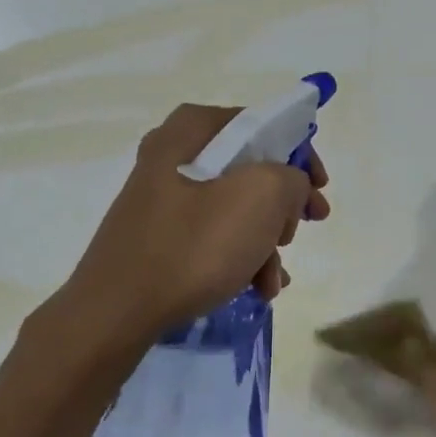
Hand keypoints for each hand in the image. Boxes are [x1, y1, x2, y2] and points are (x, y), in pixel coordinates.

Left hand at [56, 104, 330, 339]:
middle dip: (282, 207)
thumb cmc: (194, 246)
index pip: (262, 124)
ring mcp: (162, 199)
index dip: (300, 153)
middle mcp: (172, 155)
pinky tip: (256, 288)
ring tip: (273, 280)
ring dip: (265, 243)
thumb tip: (289, 186)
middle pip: (250, 169)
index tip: (319, 188)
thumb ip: (291, 177)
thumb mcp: (261, 198)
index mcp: (192, 131)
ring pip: (234, 208)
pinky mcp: (158, 237)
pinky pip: (212, 236)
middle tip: (298, 232)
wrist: (116, 312)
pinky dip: (239, 257)